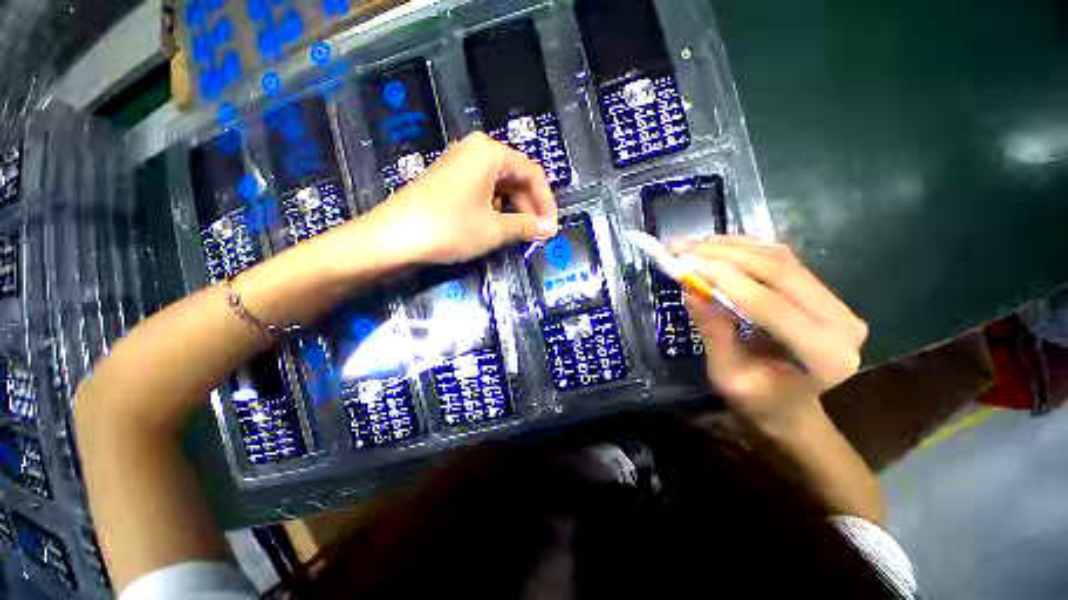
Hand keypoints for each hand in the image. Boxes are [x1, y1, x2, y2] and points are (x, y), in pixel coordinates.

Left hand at [366, 132, 558, 264]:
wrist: (394, 238)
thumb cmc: (450, 227)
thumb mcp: (495, 229)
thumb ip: (526, 226)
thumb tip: (550, 228)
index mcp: (490, 152)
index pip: (532, 173)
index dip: (546, 202)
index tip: (552, 226)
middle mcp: (476, 151)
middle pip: (516, 178)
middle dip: (530, 207)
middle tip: (538, 233)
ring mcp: (460, 165)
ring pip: (500, 186)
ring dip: (514, 210)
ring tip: (521, 234)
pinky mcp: (450, 182)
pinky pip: (483, 192)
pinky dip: (496, 210)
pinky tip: (498, 227)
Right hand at [673, 236, 867, 433]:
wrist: (793, 407)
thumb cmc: (759, 402)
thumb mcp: (728, 374)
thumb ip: (713, 331)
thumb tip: (689, 288)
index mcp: (823, 355)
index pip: (768, 303)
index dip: (723, 278)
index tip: (683, 262)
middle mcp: (841, 321)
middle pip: (778, 271)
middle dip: (723, 255)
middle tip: (681, 247)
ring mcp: (837, 303)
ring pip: (780, 259)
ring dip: (731, 247)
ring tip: (692, 244)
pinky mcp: (824, 293)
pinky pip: (783, 260)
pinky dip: (746, 248)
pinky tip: (718, 245)